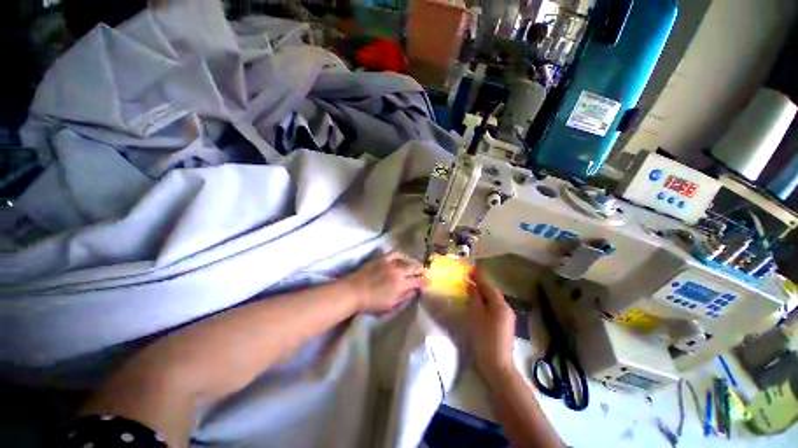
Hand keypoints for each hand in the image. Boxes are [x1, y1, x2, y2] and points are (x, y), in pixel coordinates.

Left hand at [344, 251, 425, 313]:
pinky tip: (402, 257)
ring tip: (414, 265)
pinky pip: (394, 253)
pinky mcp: (382, 259)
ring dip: (412, 263)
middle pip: (414, 268)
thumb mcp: (391, 305)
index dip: (425, 282)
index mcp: (401, 285)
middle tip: (424, 272)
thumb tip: (414, 291)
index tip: (429, 283)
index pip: (418, 282)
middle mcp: (398, 271)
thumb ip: (404, 297)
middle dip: (421, 270)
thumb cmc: (372, 302)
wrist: (354, 291)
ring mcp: (390, 263)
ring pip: (406, 260)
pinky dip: (400, 255)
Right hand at [467, 269, 516, 382]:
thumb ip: (474, 298)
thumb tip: (471, 284)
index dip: (479, 277)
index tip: (470, 269)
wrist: (497, 365)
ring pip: (493, 301)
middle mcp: (506, 308)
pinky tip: (478, 304)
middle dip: (481, 284)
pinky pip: (494, 308)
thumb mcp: (476, 315)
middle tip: (469, 278)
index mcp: (500, 305)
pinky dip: (486, 303)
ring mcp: (507, 318)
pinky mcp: (504, 325)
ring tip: (471, 289)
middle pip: (492, 292)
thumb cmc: (485, 338)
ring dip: (483, 294)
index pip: (488, 286)